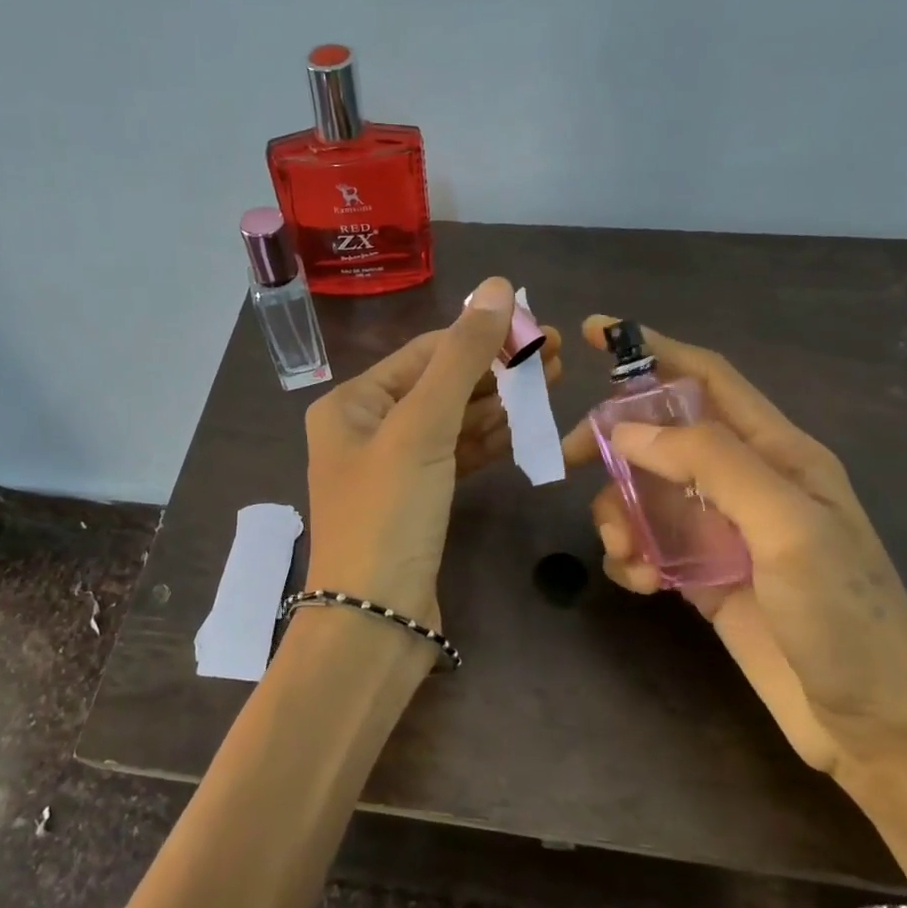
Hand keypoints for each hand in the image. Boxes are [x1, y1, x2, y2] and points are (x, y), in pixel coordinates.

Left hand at [304, 277, 561, 630]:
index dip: (480, 336)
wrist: (374, 621)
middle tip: (555, 354)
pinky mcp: (418, 501)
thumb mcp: (422, 427)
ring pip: (452, 422)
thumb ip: (461, 357)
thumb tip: (497, 286)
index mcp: (352, 404)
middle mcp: (366, 429)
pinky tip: (524, 426)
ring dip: (498, 404)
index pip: (424, 353)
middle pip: (440, 385)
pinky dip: (488, 442)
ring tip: (551, 383)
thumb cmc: (388, 514)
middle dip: (495, 369)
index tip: (536, 326)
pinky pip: (456, 458)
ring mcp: (393, 468)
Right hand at [561, 317, 906, 782]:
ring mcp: (719, 530)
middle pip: (661, 435)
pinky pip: (645, 544)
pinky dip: (628, 556)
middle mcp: (744, 482)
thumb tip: (630, 430)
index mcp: (777, 453)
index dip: (654, 349)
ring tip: (624, 554)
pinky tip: (639, 584)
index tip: (597, 331)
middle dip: (614, 441)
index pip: (707, 379)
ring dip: (617, 513)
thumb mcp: (788, 527)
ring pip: (643, 492)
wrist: (871, 726)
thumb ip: (713, 464)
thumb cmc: (843, 617)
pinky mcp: (700, 574)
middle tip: (571, 459)